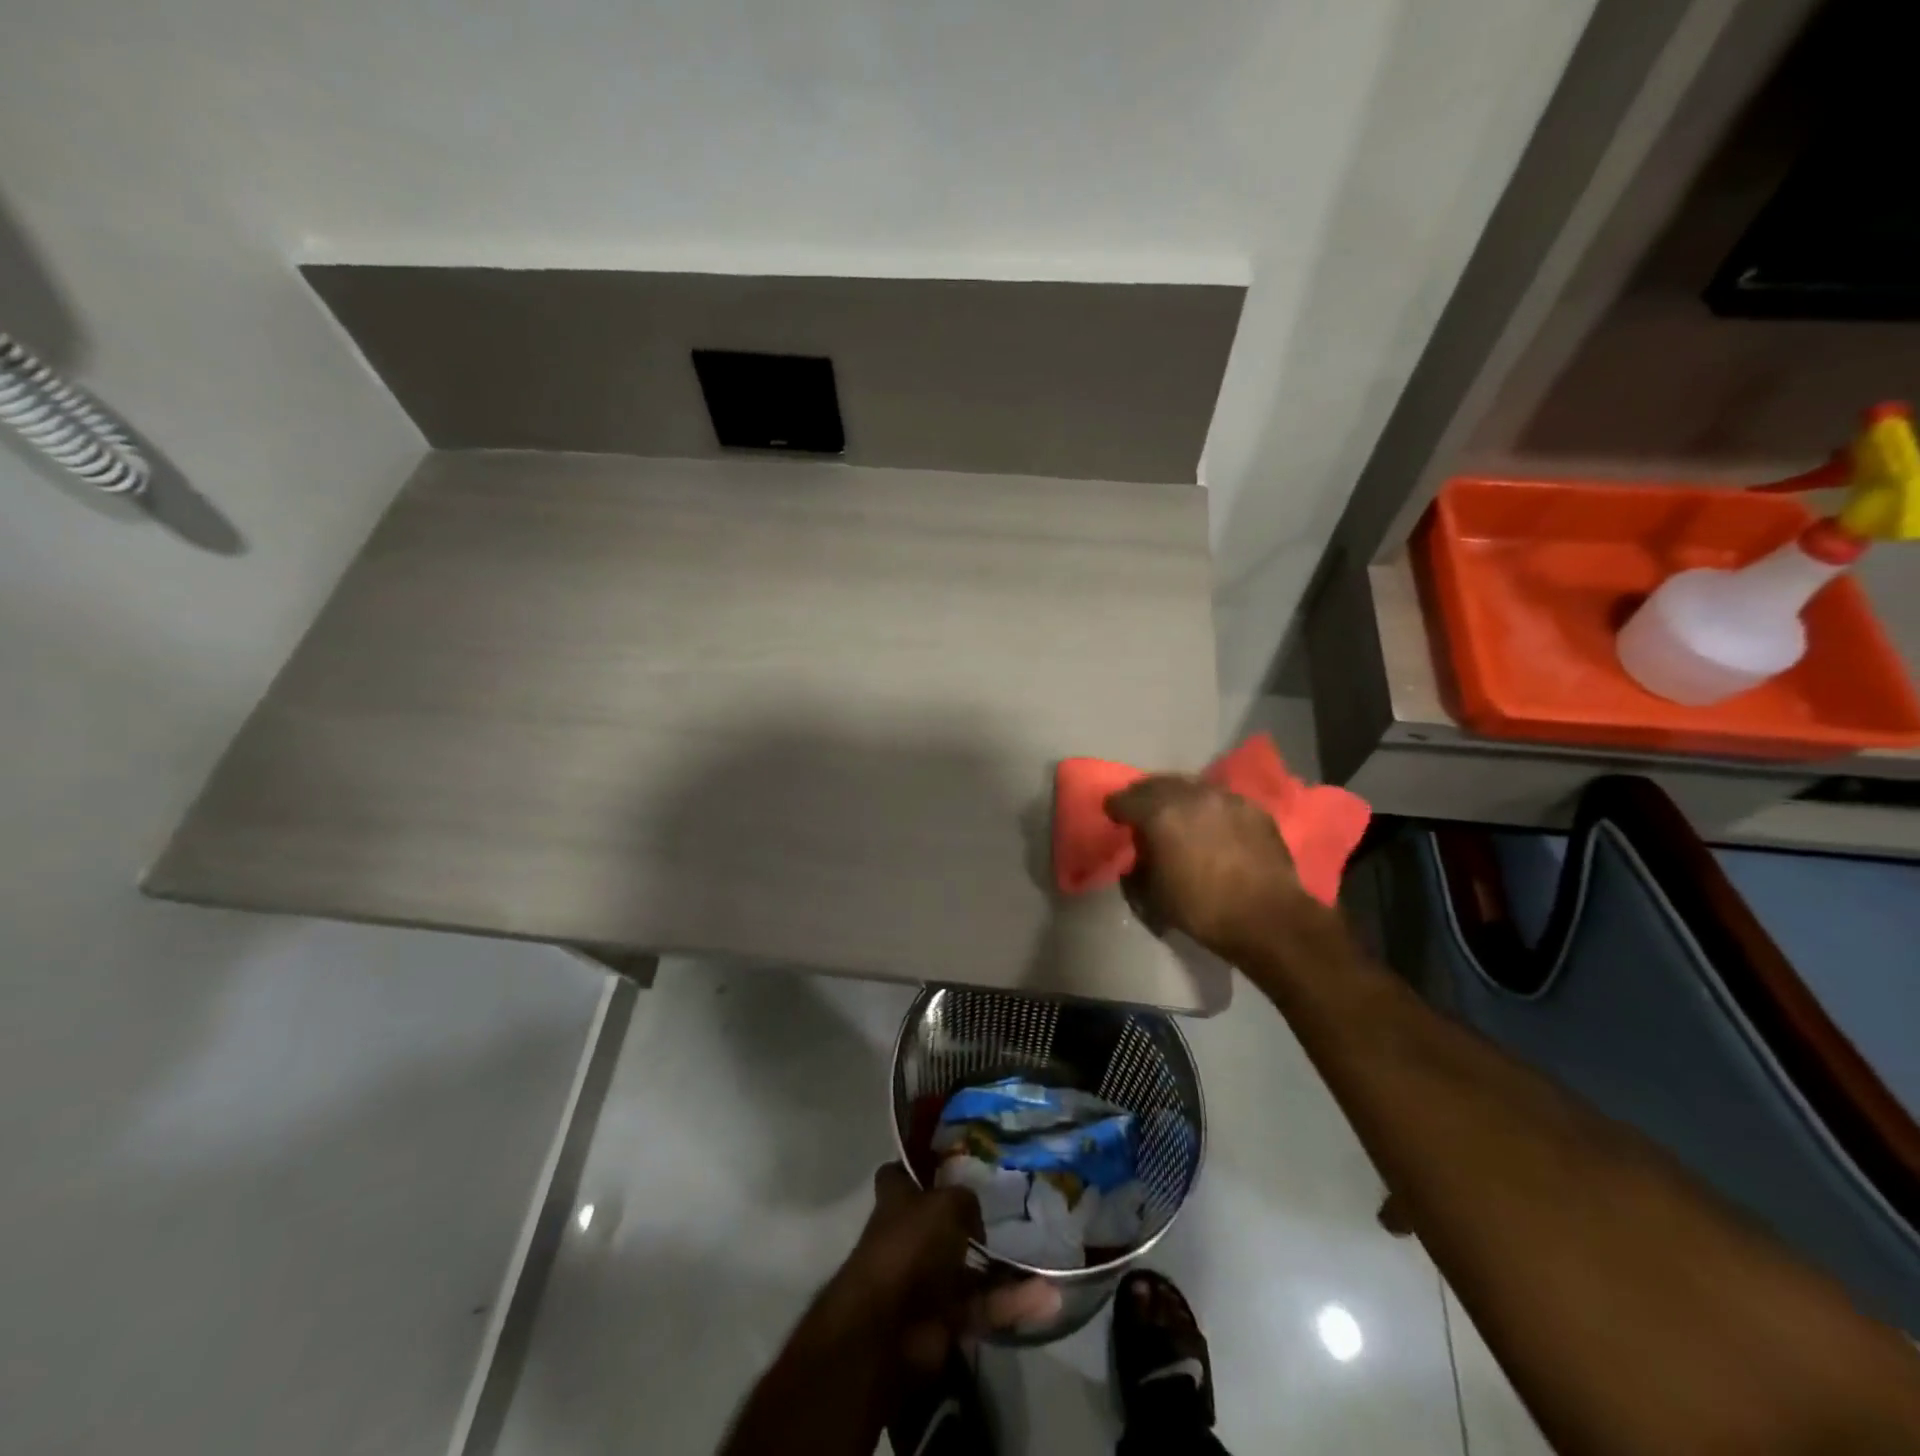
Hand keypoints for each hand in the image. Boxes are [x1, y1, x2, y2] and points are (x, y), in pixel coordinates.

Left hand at [829, 1165, 1060, 1371]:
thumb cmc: (909, 1246)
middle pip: (940, 1221)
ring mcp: (926, 1280)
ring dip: (1003, 1268)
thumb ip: (964, 1199)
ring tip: (1044, 1256)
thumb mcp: (945, 1203)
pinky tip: (1050, 1297)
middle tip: (1012, 1205)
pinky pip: (983, 1306)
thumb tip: (973, 1218)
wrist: (888, 1330)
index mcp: (896, 1201)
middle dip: (971, 1218)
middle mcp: (908, 1237)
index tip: (951, 1157)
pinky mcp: (944, 1319)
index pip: (901, 1174)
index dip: (920, 1165)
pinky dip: (1012, 1303)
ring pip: (969, 1268)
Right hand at [1104, 775, 1322, 962]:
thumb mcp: (1151, 898)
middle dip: (1144, 796)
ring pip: (1190, 786)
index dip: (1115, 808)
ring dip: (1178, 798)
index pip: (1125, 798)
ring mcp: (1225, 798)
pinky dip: (1208, 808)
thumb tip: (1136, 859)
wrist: (1268, 919)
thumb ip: (1135, 871)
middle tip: (1142, 813)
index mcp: (1159, 814)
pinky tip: (1212, 826)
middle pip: (1157, 783)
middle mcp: (1190, 795)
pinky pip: (1220, 799)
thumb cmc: (1202, 910)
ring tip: (1178, 816)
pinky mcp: (1253, 808)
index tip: (1114, 818)